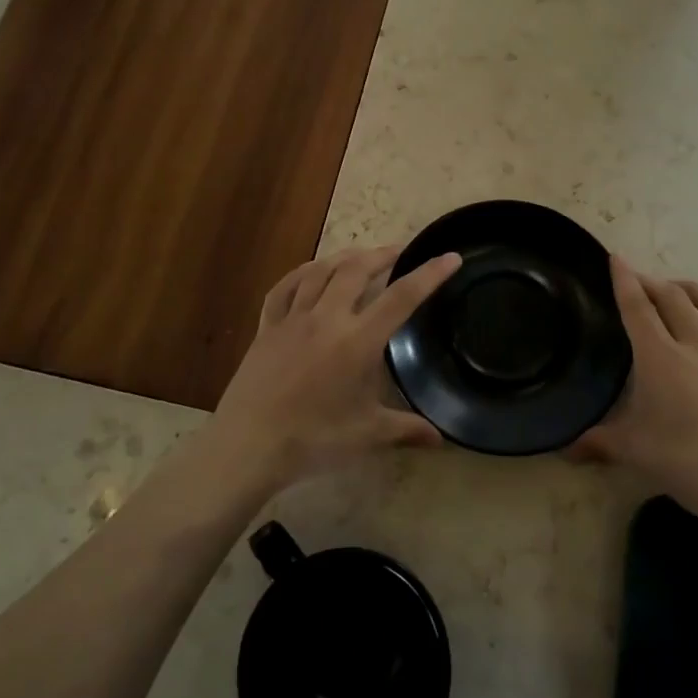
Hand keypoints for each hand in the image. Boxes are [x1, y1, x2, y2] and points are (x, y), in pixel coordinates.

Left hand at [211, 244, 461, 489]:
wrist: (248, 445)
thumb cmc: (313, 440)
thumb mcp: (367, 435)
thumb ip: (406, 430)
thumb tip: (441, 439)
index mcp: (358, 341)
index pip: (402, 298)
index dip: (429, 275)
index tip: (449, 256)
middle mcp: (327, 319)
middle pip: (357, 271)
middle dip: (382, 255)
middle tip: (399, 252)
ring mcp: (293, 319)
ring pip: (321, 272)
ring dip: (345, 258)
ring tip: (360, 255)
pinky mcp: (267, 327)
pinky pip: (284, 288)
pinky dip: (301, 273)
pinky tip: (311, 272)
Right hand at [574, 257, 697, 537]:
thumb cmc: (687, 460)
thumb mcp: (633, 451)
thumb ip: (596, 442)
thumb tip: (563, 448)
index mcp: (660, 356)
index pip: (638, 307)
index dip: (625, 279)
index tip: (616, 257)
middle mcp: (695, 346)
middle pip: (673, 297)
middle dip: (652, 281)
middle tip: (637, 279)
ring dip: (693, 291)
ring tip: (680, 292)